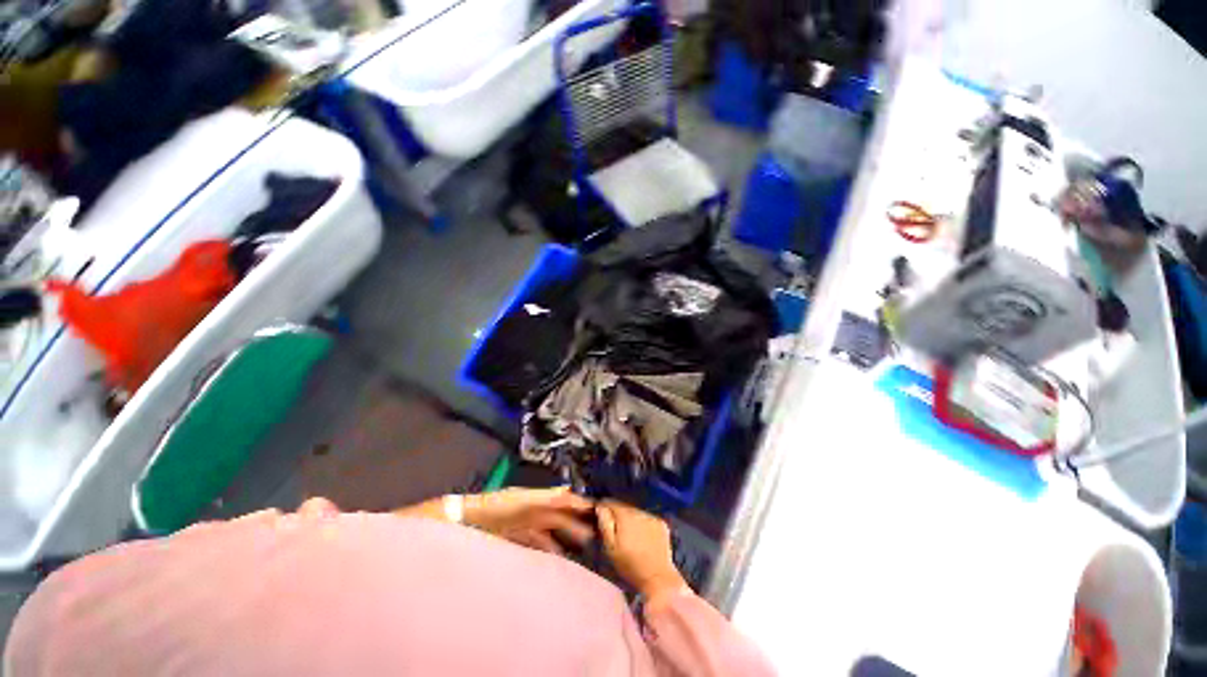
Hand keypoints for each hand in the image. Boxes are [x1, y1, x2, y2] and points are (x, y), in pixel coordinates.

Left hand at [463, 487, 595, 555]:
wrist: (467, 522)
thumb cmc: (498, 507)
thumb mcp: (523, 500)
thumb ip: (547, 498)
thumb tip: (570, 492)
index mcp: (537, 499)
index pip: (563, 500)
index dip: (578, 503)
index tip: (596, 509)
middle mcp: (533, 510)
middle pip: (558, 516)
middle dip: (574, 523)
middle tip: (593, 534)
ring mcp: (523, 524)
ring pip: (549, 530)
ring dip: (563, 538)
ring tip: (578, 550)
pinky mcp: (514, 537)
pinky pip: (536, 542)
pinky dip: (547, 548)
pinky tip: (554, 557)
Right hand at [596, 500, 685, 599]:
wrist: (658, 578)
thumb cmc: (630, 565)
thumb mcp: (611, 548)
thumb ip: (604, 524)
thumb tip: (601, 507)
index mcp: (625, 515)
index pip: (611, 503)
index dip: (604, 508)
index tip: (601, 516)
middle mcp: (639, 512)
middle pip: (624, 507)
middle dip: (618, 515)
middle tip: (615, 529)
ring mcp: (652, 517)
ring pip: (636, 512)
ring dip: (631, 519)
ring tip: (630, 535)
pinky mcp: (662, 524)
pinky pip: (648, 519)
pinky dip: (643, 524)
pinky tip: (643, 538)